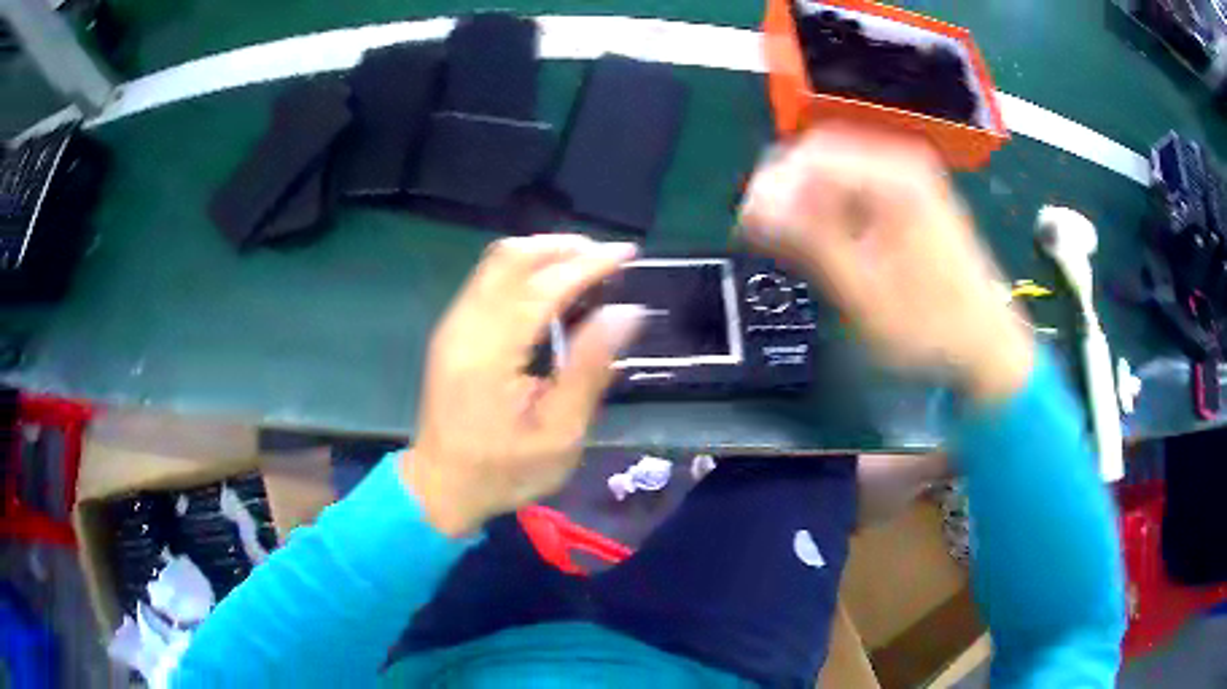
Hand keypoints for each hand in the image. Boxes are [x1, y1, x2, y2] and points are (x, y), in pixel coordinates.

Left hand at [404, 235, 643, 535]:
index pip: (542, 287)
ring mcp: (453, 324)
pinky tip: (552, 289)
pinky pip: (489, 279)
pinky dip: (526, 270)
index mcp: (489, 354)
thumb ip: (590, 369)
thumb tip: (626, 313)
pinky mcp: (452, 330)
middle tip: (607, 259)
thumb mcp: (559, 435)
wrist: (441, 485)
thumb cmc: (503, 471)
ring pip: (497, 262)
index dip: (587, 264)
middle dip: (563, 247)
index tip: (627, 255)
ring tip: (586, 268)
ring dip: (544, 254)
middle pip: (511, 257)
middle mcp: (465, 326)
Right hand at [739, 124, 1032, 401]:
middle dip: (788, 190)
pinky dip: (835, 203)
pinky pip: (859, 181)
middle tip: (770, 236)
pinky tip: (833, 237)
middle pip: (821, 153)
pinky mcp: (914, 191)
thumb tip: (756, 205)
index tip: (749, 228)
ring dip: (809, 198)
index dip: (771, 188)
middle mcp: (902, 161)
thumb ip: (807, 240)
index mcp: (892, 178)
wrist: (985, 341)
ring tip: (799, 243)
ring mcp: (911, 173)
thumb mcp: (861, 291)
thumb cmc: (927, 325)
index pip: (809, 156)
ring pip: (837, 166)